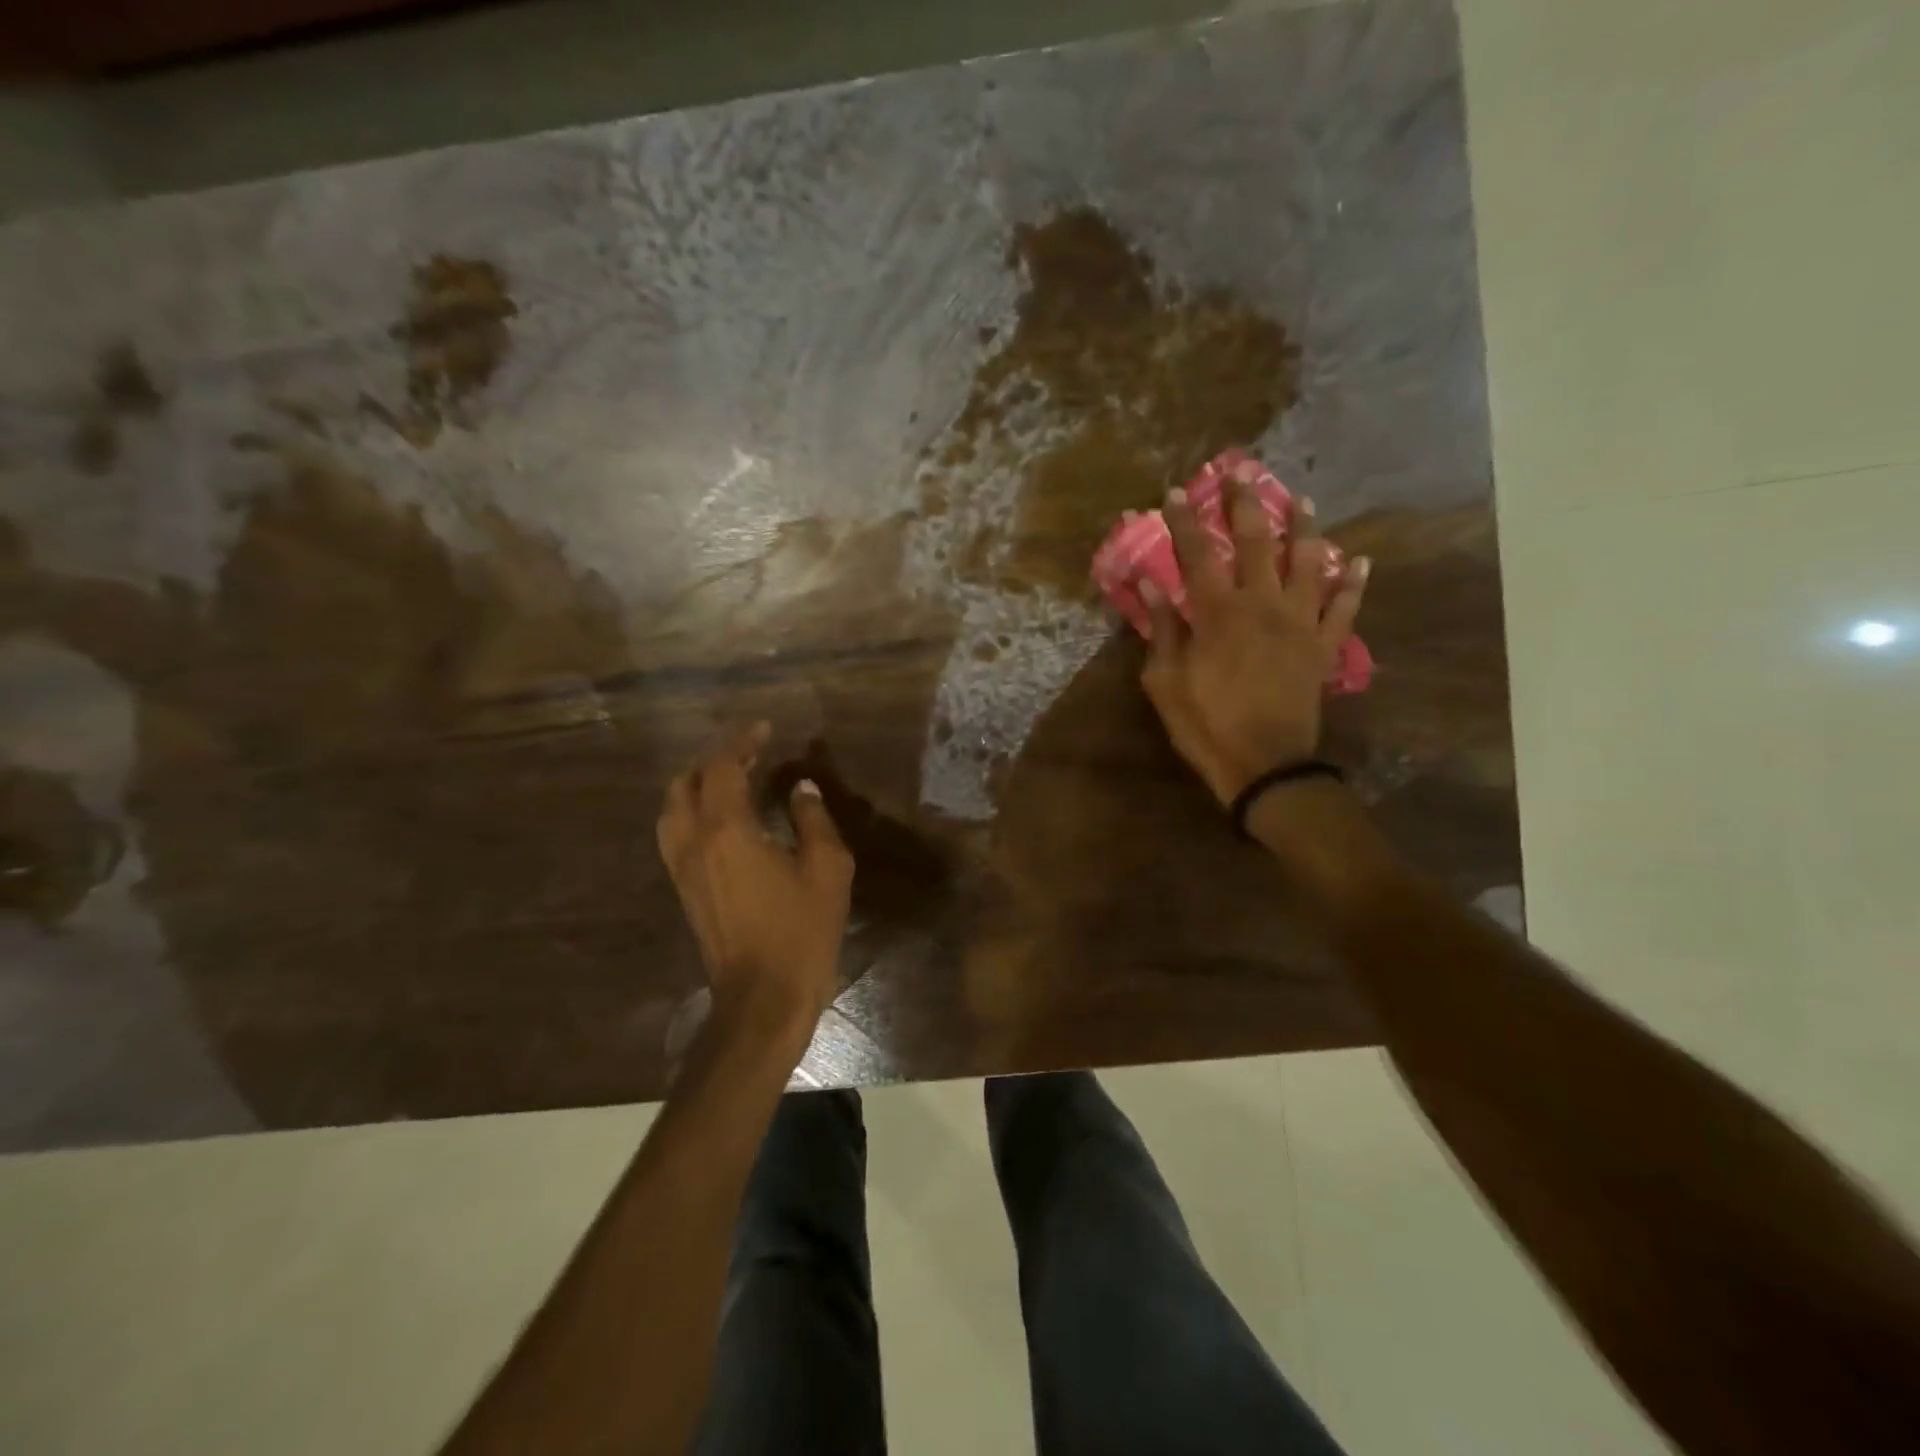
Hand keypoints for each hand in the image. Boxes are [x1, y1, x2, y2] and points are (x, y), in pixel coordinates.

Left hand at [657, 724, 853, 1028]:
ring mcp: (682, 868)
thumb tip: (800, 789)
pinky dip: (693, 811)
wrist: (762, 998)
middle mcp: (693, 842)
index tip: (765, 728)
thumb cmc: (801, 931)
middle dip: (715, 760)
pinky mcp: (683, 890)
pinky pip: (676, 833)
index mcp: (727, 831)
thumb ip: (812, 820)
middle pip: (686, 783)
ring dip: (697, 784)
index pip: (723, 767)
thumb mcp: (826, 869)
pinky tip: (723, 819)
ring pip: (673, 809)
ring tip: (732, 780)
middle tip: (750, 753)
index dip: (742, 741)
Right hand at [1138, 480, 1368, 805]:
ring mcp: (1300, 623)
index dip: (1185, 521)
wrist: (1265, 765)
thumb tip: (1150, 584)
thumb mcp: (1165, 681)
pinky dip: (1353, 584)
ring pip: (1308, 562)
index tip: (1176, 493)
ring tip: (1302, 501)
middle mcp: (1263, 605)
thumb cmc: (1206, 724)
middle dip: (1246, 505)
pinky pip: (1344, 608)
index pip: (1198, 553)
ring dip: (1305, 528)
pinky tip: (1360, 562)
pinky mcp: (1323, 647)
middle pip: (1257, 542)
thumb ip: (1162, 629)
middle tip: (1240, 475)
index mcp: (1219, 612)